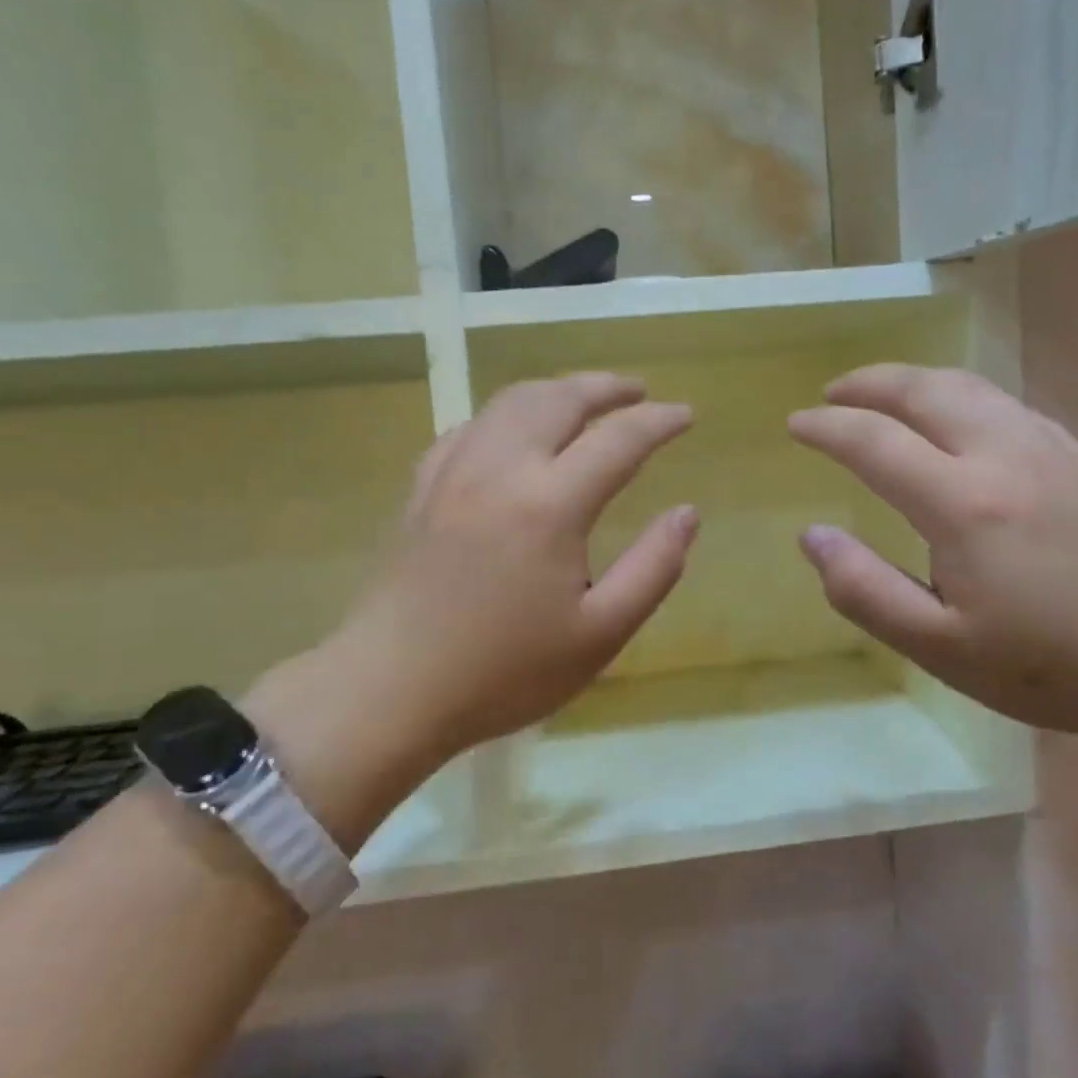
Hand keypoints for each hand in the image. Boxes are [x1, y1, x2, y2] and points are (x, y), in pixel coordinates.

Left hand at [248, 375, 696, 838]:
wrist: (390, 690)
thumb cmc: (504, 672)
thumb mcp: (600, 634)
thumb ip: (653, 568)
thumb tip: (687, 513)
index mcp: (550, 504)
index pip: (618, 438)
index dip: (659, 420)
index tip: (686, 415)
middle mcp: (501, 469)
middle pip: (560, 399)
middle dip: (607, 387)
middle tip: (639, 391)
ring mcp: (453, 472)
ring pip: (511, 401)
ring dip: (557, 390)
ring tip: (585, 399)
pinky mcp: (422, 487)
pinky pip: (472, 427)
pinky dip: (508, 414)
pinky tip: (516, 432)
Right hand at [788, 364, 1077, 736]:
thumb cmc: (1051, 664)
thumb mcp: (940, 647)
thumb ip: (864, 590)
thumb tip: (813, 536)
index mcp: (963, 503)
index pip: (874, 441)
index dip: (827, 428)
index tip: (796, 425)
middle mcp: (1003, 454)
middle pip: (924, 389)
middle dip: (869, 382)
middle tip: (833, 393)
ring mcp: (1048, 446)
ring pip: (969, 386)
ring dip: (915, 381)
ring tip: (884, 394)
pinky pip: (1004, 403)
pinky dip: (960, 395)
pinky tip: (956, 420)